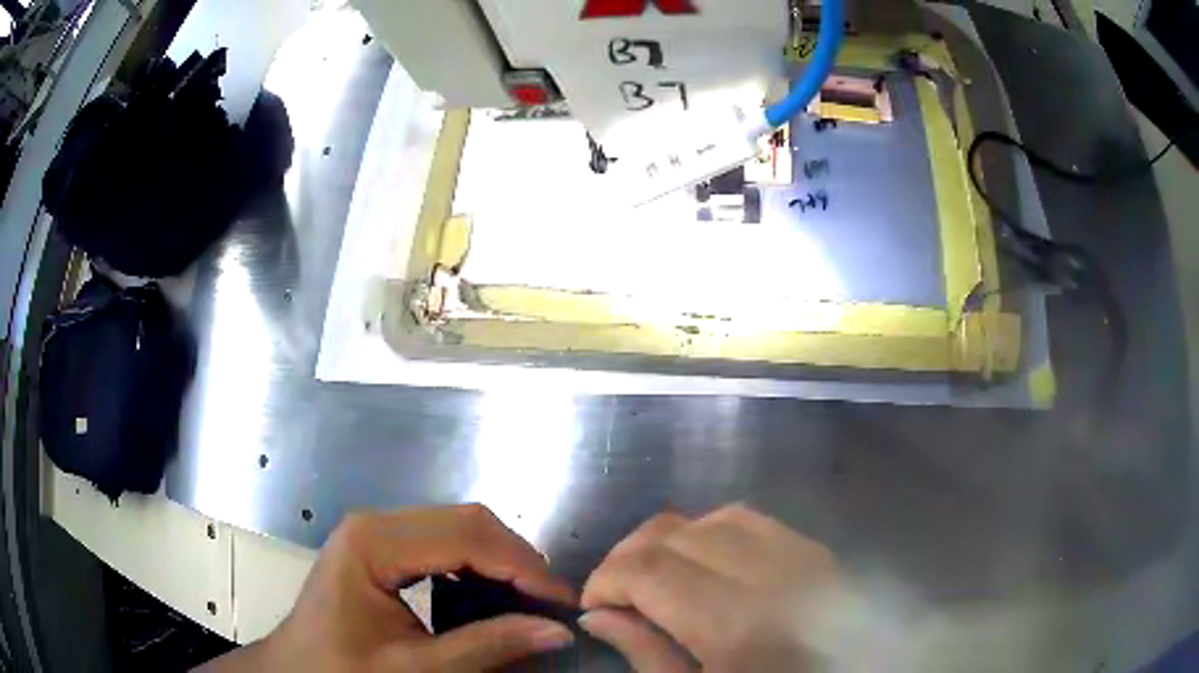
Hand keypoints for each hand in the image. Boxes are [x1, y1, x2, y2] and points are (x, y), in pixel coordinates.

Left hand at [199, 505, 575, 671]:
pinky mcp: (378, 546)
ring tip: (530, 600)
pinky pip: (441, 542)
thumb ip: (486, 646)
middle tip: (551, 604)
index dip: (522, 567)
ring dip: (501, 560)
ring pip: (458, 526)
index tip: (562, 604)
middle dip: (517, 560)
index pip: (466, 536)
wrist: (296, 671)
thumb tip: (556, 632)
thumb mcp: (417, 669)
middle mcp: (374, 523)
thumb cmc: (343, 670)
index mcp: (373, 543)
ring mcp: (375, 531)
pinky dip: (476, 563)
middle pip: (466, 521)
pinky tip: (491, 593)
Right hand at [580, 504, 842, 671]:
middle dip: (628, 557)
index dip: (605, 578)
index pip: (648, 568)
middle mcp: (766, 573)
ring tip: (654, 574)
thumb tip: (598, 615)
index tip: (592, 604)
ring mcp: (797, 554)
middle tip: (616, 592)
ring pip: (709, 518)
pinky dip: (711, 531)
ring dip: (669, 540)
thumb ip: (646, 654)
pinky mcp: (814, 550)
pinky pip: (750, 519)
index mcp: (734, 623)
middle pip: (674, 534)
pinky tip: (704, 560)